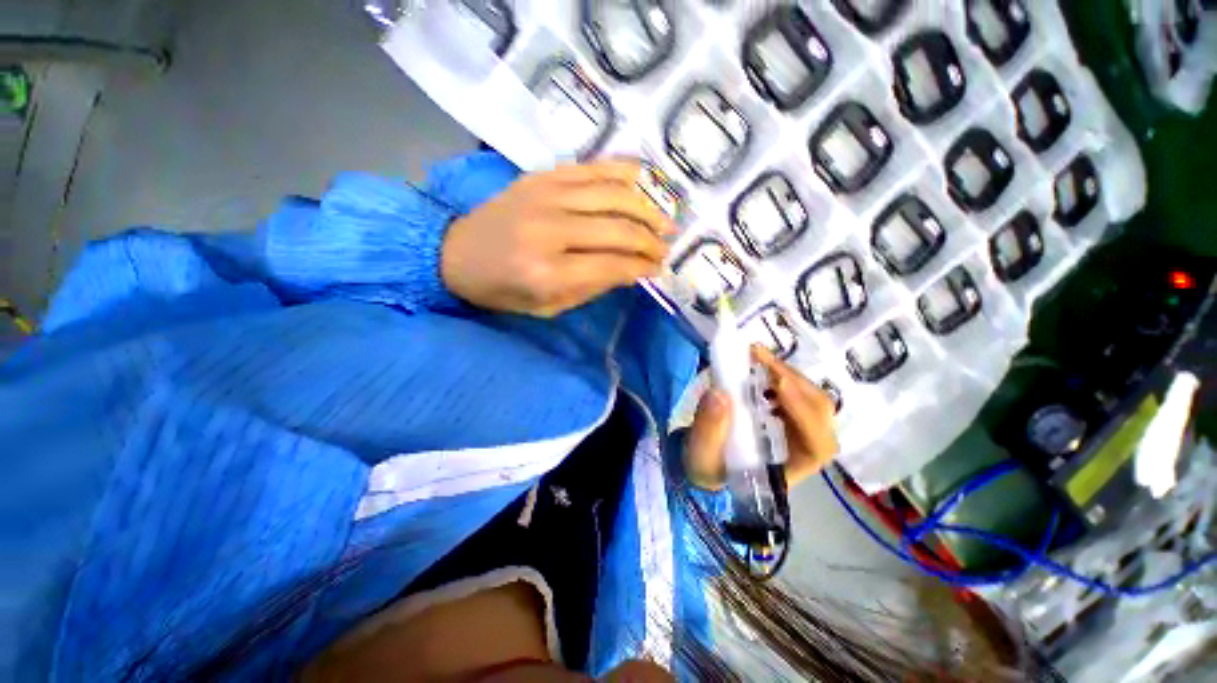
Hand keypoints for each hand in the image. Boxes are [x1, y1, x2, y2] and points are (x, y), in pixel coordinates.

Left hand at [440, 160, 674, 316]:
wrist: (454, 253)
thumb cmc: (502, 290)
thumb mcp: (547, 307)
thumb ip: (591, 288)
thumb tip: (631, 270)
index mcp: (547, 273)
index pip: (613, 265)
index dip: (642, 267)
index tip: (659, 269)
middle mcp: (549, 230)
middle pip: (618, 228)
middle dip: (651, 240)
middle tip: (666, 247)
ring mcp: (545, 196)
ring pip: (613, 194)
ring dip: (646, 207)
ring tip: (664, 220)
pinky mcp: (541, 176)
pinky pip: (592, 168)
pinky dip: (623, 172)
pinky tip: (643, 180)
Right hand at [684, 345, 837, 490]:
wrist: (705, 461)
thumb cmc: (707, 465)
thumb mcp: (702, 455)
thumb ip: (709, 429)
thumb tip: (719, 394)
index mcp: (789, 470)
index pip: (817, 445)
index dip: (804, 413)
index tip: (779, 384)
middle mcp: (801, 449)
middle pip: (819, 414)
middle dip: (793, 382)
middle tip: (760, 357)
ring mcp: (796, 429)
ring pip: (810, 398)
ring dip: (785, 373)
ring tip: (756, 354)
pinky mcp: (785, 413)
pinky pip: (794, 390)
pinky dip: (777, 373)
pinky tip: (757, 364)